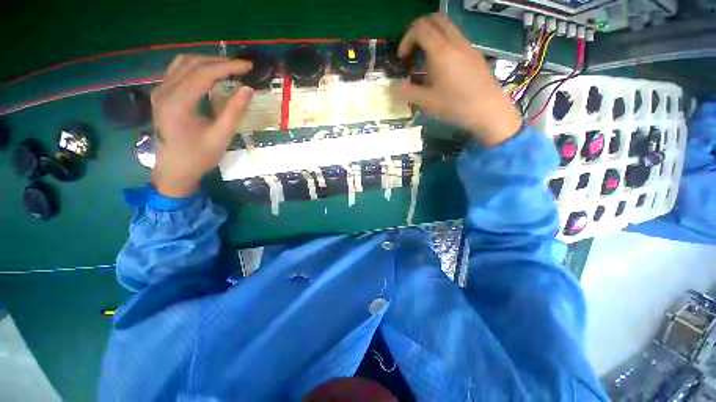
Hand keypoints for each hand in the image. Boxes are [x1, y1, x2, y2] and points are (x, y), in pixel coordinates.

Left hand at [150, 55, 254, 197]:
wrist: (174, 170)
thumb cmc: (199, 157)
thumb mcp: (221, 137)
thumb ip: (235, 111)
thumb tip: (248, 89)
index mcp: (178, 102)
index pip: (204, 73)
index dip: (228, 66)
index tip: (248, 67)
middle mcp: (165, 91)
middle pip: (192, 63)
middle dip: (219, 62)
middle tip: (242, 67)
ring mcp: (160, 91)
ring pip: (183, 63)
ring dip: (207, 62)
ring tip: (228, 68)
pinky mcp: (161, 95)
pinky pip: (177, 71)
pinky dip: (196, 67)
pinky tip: (210, 74)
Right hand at [394, 13, 522, 145]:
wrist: (488, 110)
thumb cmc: (455, 105)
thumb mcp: (427, 102)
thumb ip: (407, 92)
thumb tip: (391, 87)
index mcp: (441, 51)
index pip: (420, 28)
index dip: (406, 38)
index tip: (402, 57)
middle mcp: (455, 42)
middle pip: (435, 19)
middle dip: (418, 30)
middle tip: (411, 50)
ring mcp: (467, 46)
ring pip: (447, 27)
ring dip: (431, 36)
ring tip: (424, 60)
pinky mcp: (474, 54)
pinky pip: (455, 39)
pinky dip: (443, 43)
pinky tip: (441, 67)